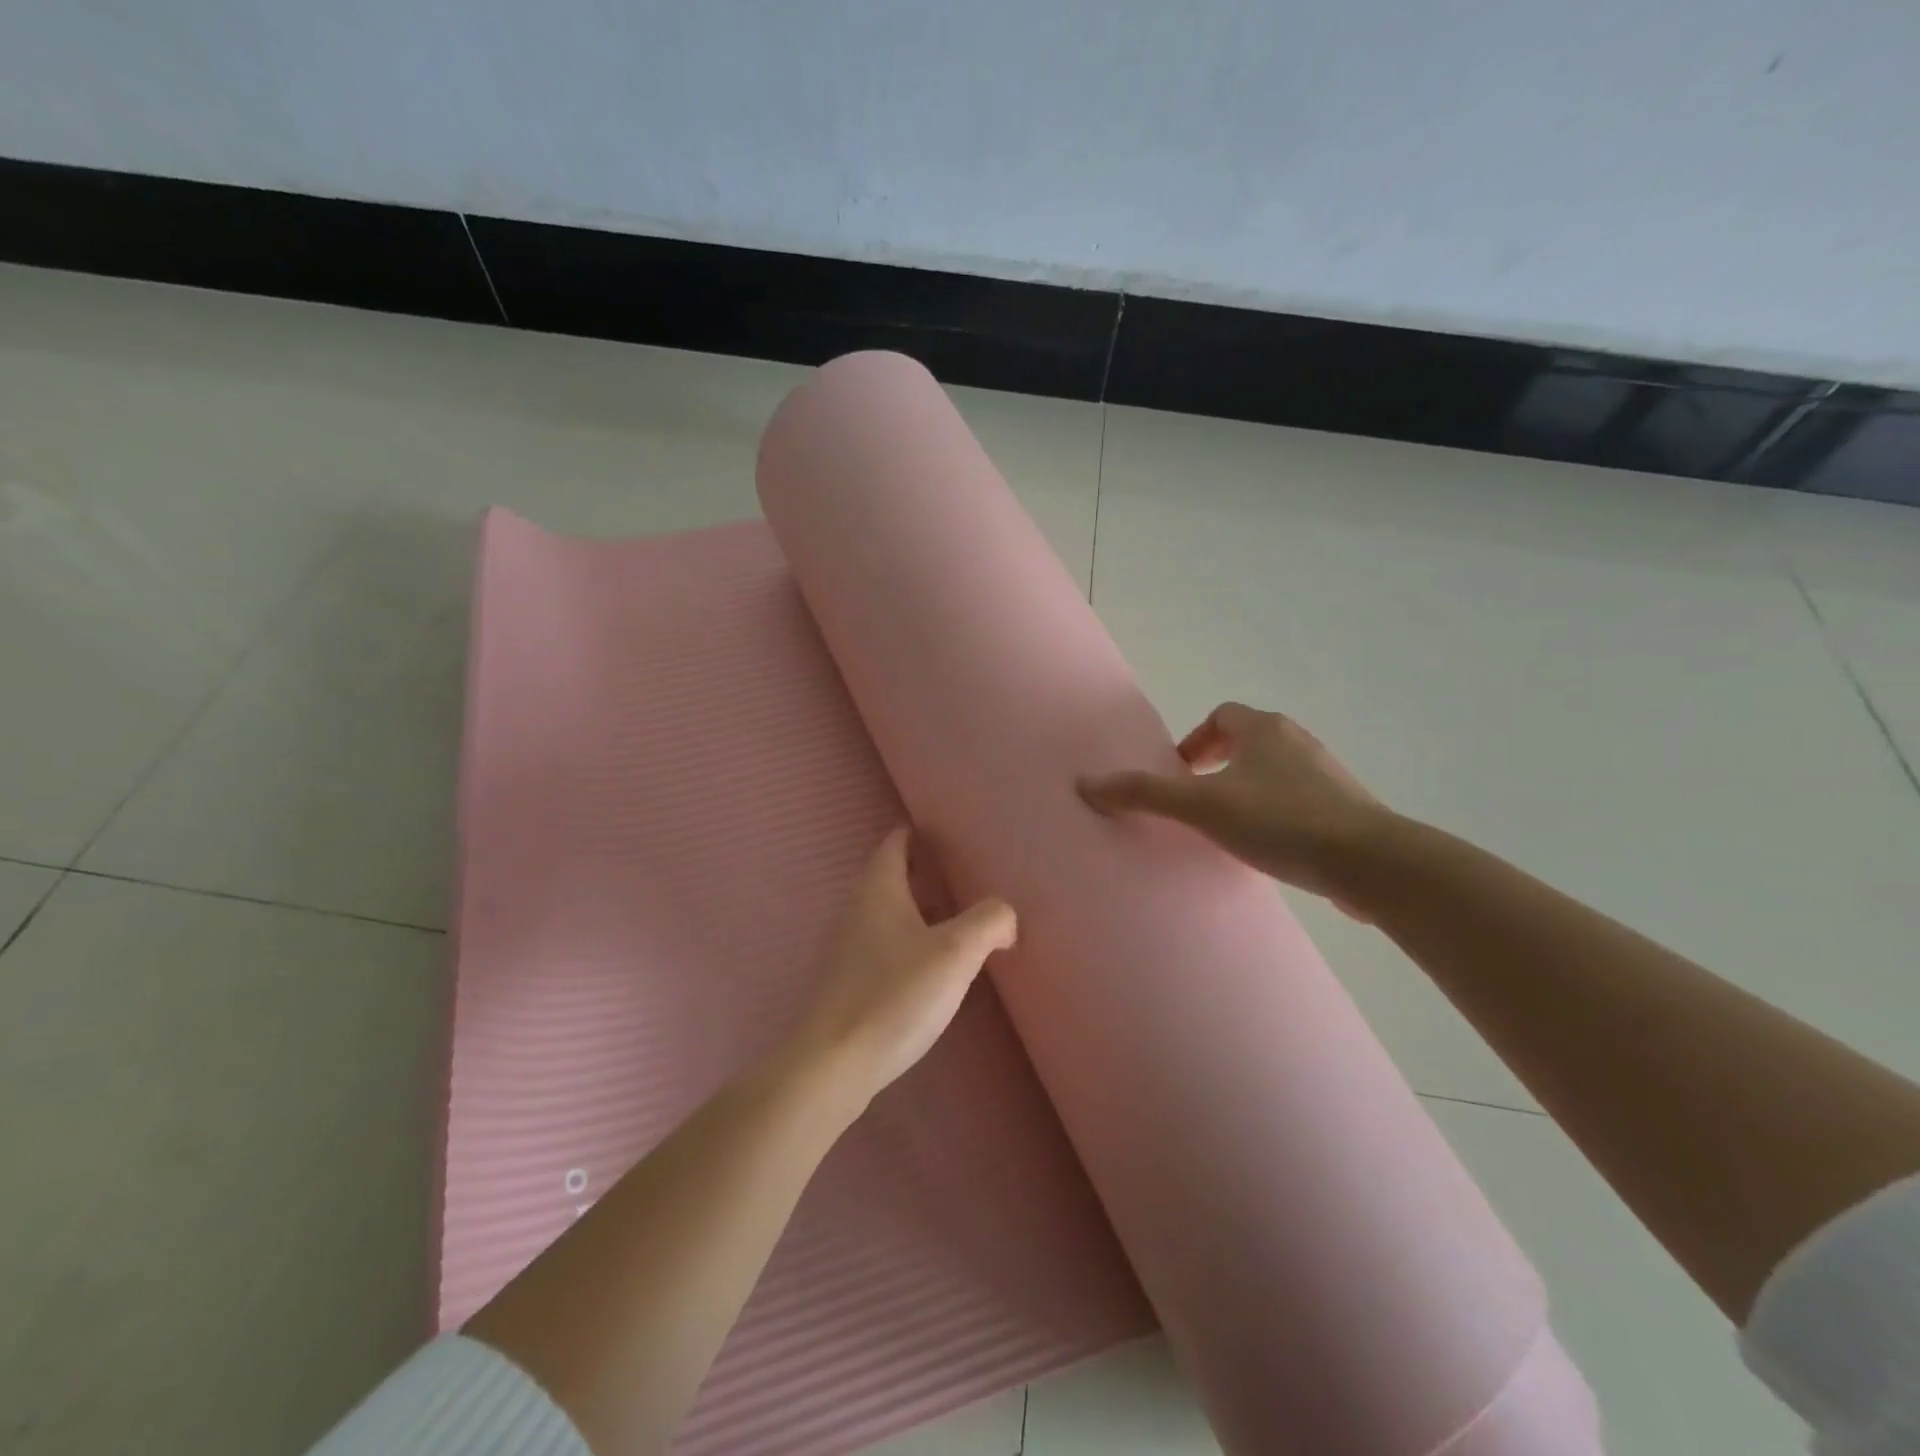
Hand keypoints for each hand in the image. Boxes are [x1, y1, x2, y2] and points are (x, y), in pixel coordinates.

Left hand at [793, 826, 1016, 1099]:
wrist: (832, 1064)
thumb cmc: (894, 995)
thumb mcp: (955, 953)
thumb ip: (989, 922)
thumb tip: (1004, 917)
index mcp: (878, 890)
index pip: (895, 843)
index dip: (920, 835)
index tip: (948, 836)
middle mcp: (855, 910)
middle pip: (891, 878)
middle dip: (924, 875)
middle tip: (963, 880)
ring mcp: (845, 949)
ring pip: (887, 916)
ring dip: (917, 914)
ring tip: (956, 925)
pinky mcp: (845, 984)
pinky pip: (881, 948)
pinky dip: (907, 946)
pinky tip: (930, 971)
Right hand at [1077, 703, 1388, 913]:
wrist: (1372, 864)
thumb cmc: (1280, 821)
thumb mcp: (1202, 807)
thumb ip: (1144, 794)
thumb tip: (1085, 783)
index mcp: (1264, 729)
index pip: (1221, 716)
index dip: (1195, 741)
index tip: (1181, 776)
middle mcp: (1298, 742)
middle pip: (1248, 742)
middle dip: (1218, 767)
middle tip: (1198, 803)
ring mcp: (1328, 775)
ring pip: (1274, 772)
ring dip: (1247, 791)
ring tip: (1229, 829)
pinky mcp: (1347, 810)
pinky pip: (1300, 801)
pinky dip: (1277, 814)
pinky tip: (1270, 849)